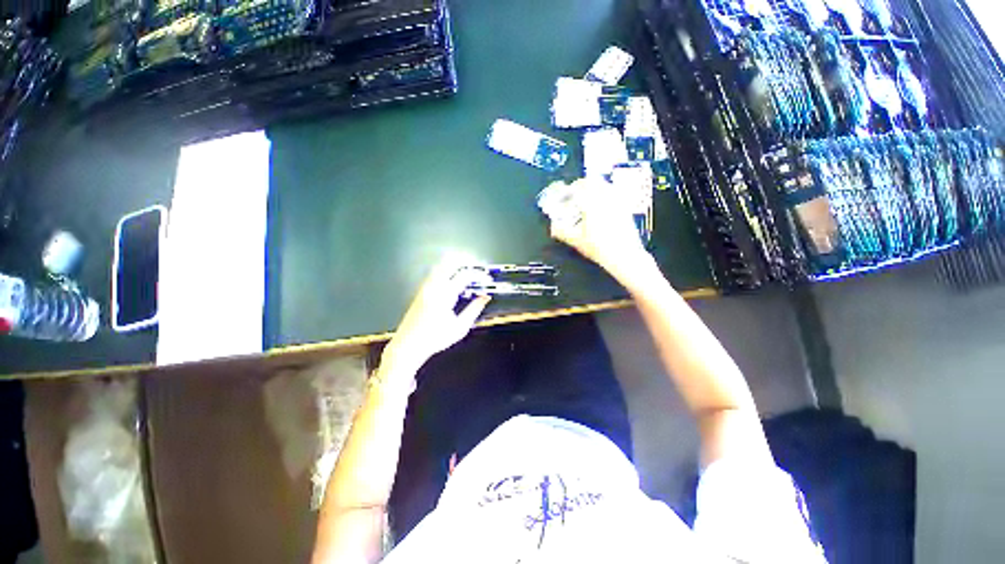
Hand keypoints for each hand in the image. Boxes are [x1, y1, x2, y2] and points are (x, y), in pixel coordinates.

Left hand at [383, 257, 491, 375]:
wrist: (408, 345)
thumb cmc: (435, 339)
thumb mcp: (460, 327)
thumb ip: (474, 310)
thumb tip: (485, 297)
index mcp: (445, 295)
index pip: (464, 275)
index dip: (478, 274)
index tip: (487, 279)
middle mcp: (434, 287)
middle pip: (450, 263)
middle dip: (466, 262)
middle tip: (478, 269)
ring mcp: (425, 287)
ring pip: (441, 265)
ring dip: (455, 265)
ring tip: (467, 271)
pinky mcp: (421, 291)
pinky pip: (435, 273)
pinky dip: (446, 270)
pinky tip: (453, 278)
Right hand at [547, 178, 651, 281]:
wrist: (624, 256)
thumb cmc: (600, 248)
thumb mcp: (576, 241)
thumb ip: (562, 232)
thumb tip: (553, 227)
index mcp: (592, 204)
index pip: (579, 187)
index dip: (570, 189)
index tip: (565, 194)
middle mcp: (606, 199)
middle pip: (594, 182)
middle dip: (582, 185)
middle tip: (576, 192)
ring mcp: (618, 202)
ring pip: (606, 186)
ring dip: (595, 187)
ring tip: (588, 197)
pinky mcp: (626, 208)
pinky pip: (615, 194)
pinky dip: (606, 195)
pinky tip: (603, 206)